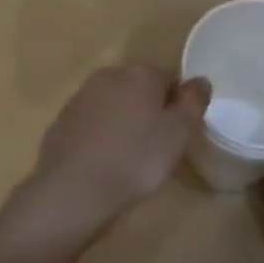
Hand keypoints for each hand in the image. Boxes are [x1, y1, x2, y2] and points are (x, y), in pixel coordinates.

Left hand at [10, 65, 209, 247]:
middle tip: (158, 146)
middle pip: (140, 87)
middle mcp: (110, 74)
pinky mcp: (63, 118)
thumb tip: (201, 80)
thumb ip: (194, 102)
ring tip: (131, 156)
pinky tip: (105, 160)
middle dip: (151, 109)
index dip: (179, 104)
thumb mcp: (178, 134)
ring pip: (115, 103)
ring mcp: (82, 95)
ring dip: (125, 120)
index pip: (170, 78)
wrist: (72, 190)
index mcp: (140, 73)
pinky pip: (93, 120)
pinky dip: (102, 134)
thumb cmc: (135, 160)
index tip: (179, 133)